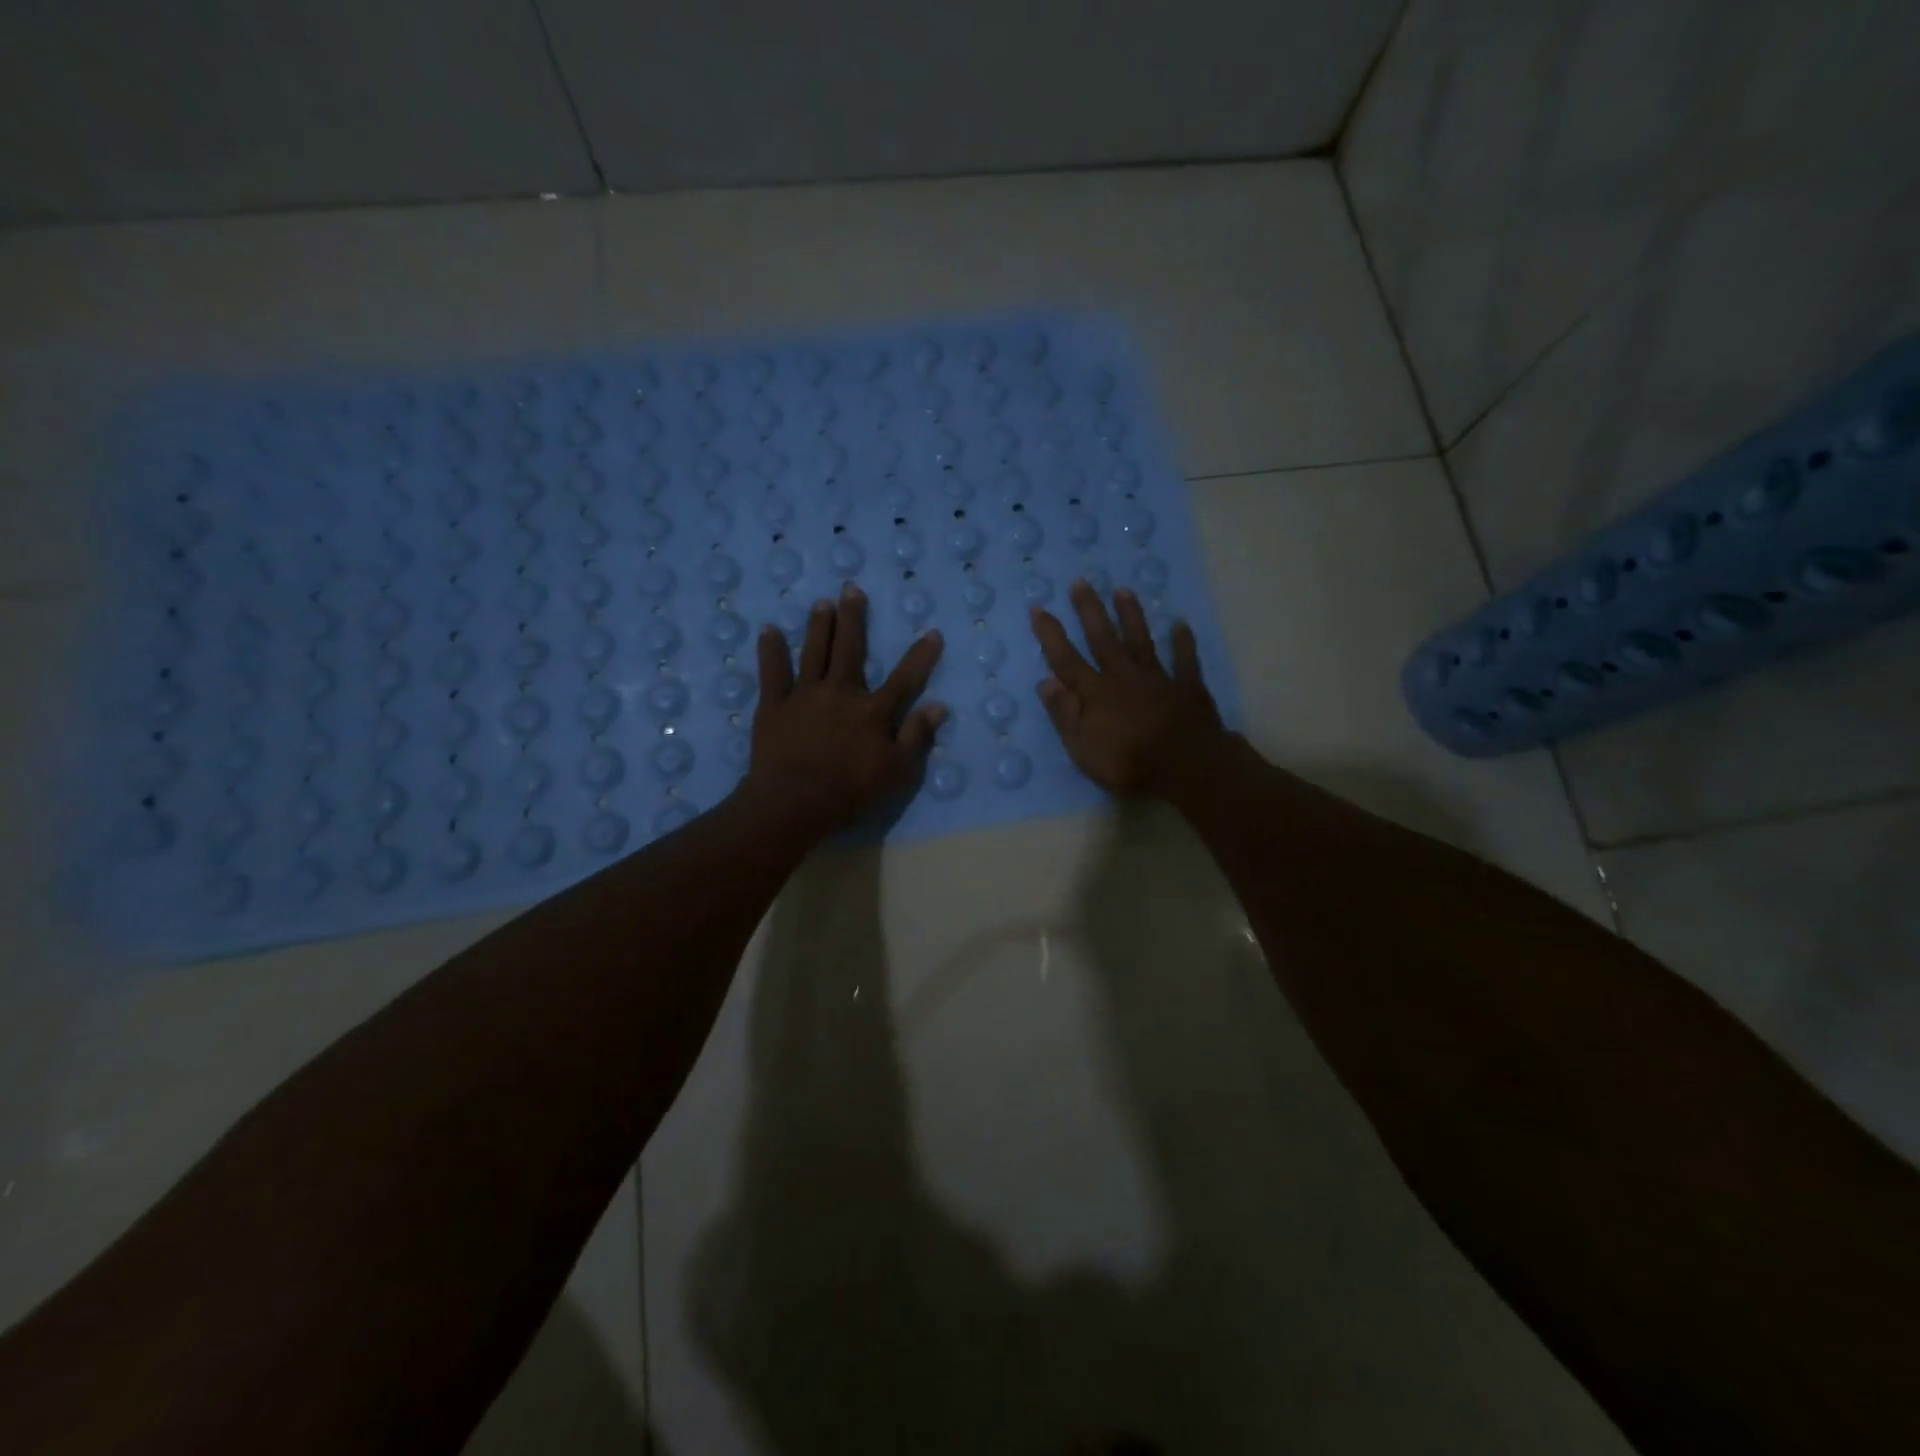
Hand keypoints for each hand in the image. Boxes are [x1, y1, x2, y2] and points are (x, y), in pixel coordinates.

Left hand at [745, 584, 946, 832]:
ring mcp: (805, 696)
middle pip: (850, 650)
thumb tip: (938, 706)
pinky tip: (768, 630)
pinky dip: (771, 651)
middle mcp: (841, 693)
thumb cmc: (850, 791)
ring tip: (821, 602)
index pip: (905, 679)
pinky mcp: (774, 706)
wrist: (794, 802)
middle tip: (852, 589)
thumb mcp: (897, 772)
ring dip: (818, 626)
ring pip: (813, 653)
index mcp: (873, 712)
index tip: (933, 632)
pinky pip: (772, 673)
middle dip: (853, 619)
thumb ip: (917, 737)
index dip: (920, 656)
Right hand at [1030, 581, 1223, 795]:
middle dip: (1090, 611)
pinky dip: (1183, 642)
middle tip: (1081, 582)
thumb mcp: (1082, 746)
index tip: (1039, 609)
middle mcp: (1123, 676)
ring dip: (1131, 616)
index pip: (1066, 660)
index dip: (1051, 635)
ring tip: (1123, 590)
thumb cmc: (1127, 761)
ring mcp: (1157, 679)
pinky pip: (1185, 661)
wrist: (1185, 764)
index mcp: (1096, 692)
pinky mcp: (1187, 688)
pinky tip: (1180, 624)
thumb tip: (1046, 681)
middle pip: (1103, 639)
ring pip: (1141, 641)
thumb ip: (1064, 713)